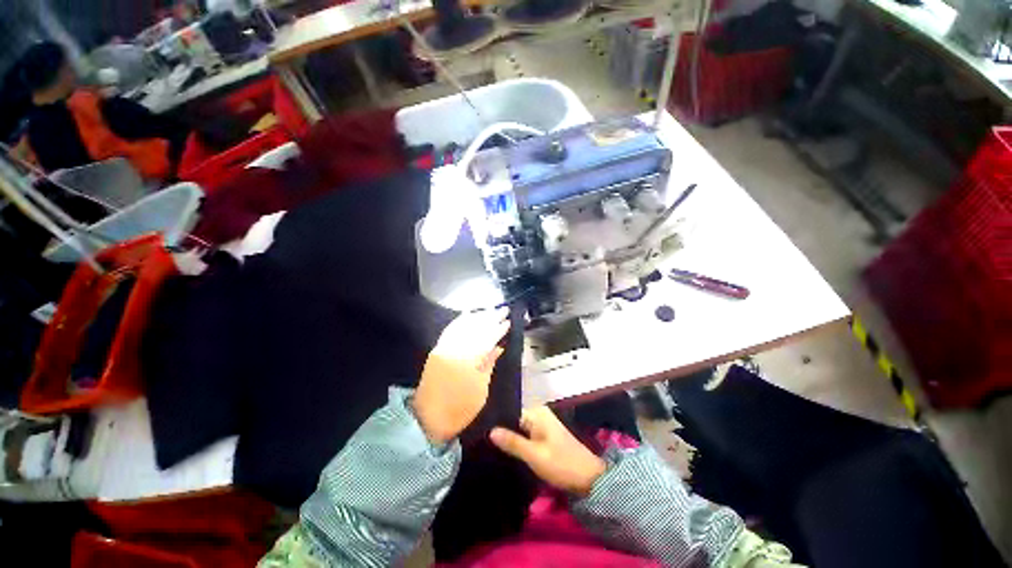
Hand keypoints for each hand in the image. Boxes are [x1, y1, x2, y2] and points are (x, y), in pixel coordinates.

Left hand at [413, 309, 509, 443]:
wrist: (426, 419)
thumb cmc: (459, 409)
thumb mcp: (480, 390)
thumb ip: (489, 364)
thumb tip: (498, 347)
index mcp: (468, 361)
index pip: (487, 339)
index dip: (499, 329)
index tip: (508, 321)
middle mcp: (455, 349)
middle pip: (476, 328)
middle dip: (491, 317)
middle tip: (503, 309)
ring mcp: (444, 347)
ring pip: (463, 325)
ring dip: (477, 316)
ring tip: (489, 310)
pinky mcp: (436, 350)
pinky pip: (450, 330)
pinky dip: (460, 320)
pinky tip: (468, 314)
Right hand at [490, 406, 606, 495]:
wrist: (589, 478)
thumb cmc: (561, 464)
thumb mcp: (534, 455)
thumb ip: (512, 442)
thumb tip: (490, 430)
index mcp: (537, 412)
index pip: (510, 410)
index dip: (495, 420)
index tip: (480, 429)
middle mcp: (539, 413)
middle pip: (514, 417)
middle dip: (501, 428)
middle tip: (482, 438)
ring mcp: (542, 423)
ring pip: (519, 426)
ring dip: (508, 436)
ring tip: (489, 443)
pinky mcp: (544, 434)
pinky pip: (525, 433)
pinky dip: (517, 440)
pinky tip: (505, 448)